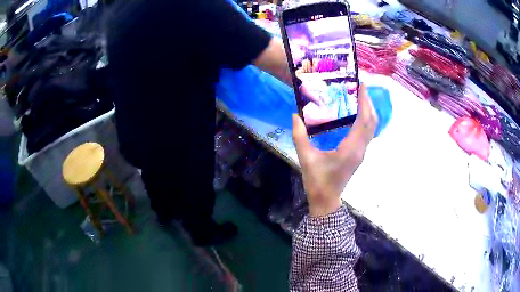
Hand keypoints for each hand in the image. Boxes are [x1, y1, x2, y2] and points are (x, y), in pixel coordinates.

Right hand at [292, 84, 377, 216]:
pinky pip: (367, 133)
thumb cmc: (317, 181)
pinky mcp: (359, 155)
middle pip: (372, 123)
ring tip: (361, 97)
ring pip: (372, 128)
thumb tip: (295, 116)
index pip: (363, 121)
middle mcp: (360, 149)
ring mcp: (361, 153)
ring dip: (369, 111)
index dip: (365, 103)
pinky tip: (358, 114)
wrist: (326, 200)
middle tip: (362, 87)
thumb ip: (299, 136)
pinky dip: (366, 120)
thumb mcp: (306, 158)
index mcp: (350, 149)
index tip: (362, 86)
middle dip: (369, 103)